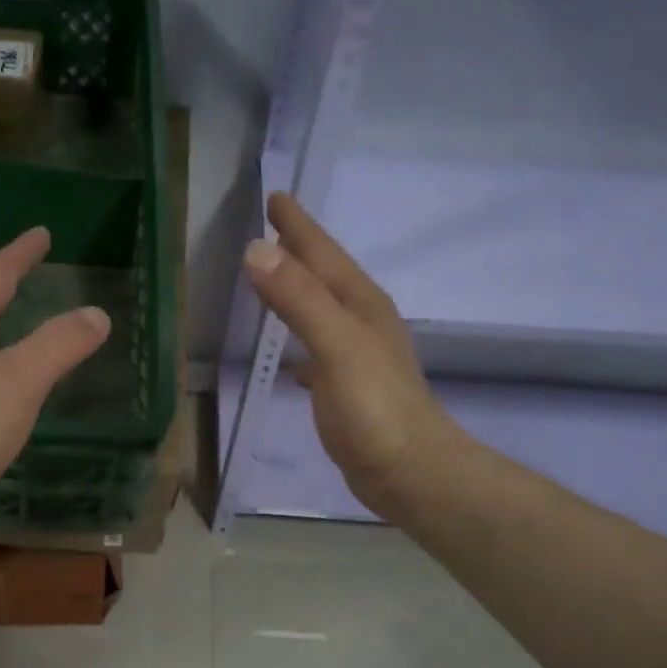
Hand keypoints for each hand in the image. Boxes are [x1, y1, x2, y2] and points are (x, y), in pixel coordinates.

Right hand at [243, 192, 463, 518]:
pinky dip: (301, 341)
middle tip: (271, 226)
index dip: (298, 226)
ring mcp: (357, 356)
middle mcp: (361, 322)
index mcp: (359, 305)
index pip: (322, 254)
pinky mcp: (349, 388)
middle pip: (325, 275)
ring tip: (273, 278)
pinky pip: (318, 349)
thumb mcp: (337, 345)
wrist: (410, 471)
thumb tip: (255, 250)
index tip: (274, 196)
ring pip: (322, 310)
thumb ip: (299, 299)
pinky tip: (291, 358)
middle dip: (298, 250)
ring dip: (299, 291)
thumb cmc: (375, 408)